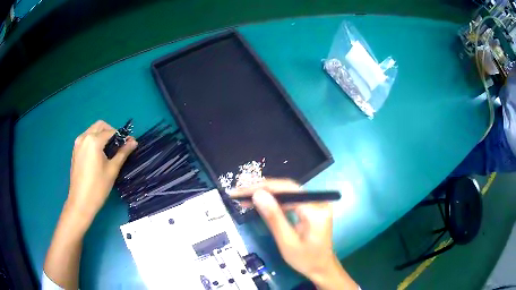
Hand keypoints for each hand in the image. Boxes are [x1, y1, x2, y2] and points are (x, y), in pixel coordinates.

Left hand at [67, 120, 136, 221]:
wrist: (80, 202)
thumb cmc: (98, 187)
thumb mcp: (112, 170)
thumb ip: (123, 153)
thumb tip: (134, 142)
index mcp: (93, 140)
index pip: (111, 132)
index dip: (122, 137)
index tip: (129, 144)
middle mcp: (84, 137)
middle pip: (100, 126)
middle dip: (111, 132)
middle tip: (118, 146)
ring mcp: (78, 143)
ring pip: (92, 130)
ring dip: (102, 135)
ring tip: (109, 151)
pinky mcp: (75, 150)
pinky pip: (86, 138)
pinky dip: (94, 140)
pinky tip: (98, 155)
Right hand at [233, 179, 357, 289]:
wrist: (322, 268)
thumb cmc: (305, 260)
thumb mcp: (287, 242)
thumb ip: (273, 218)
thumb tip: (257, 194)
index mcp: (315, 210)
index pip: (286, 189)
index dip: (262, 187)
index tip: (241, 191)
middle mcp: (318, 202)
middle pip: (287, 188)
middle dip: (262, 189)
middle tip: (239, 193)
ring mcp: (316, 204)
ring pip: (287, 192)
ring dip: (267, 194)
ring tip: (246, 197)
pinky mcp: (311, 208)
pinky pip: (291, 200)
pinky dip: (275, 201)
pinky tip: (261, 203)